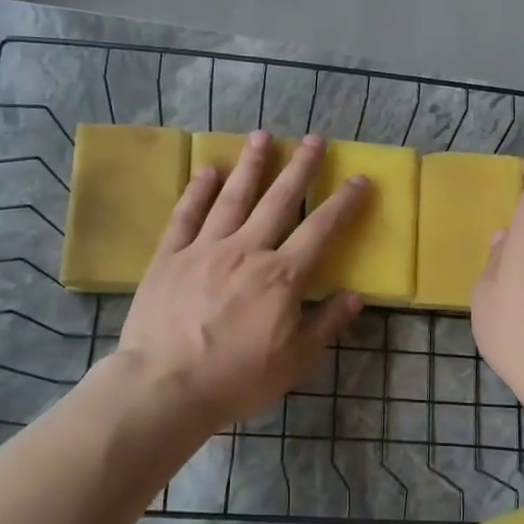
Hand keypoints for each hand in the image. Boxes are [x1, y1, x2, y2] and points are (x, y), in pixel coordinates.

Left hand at [118, 132, 365, 427]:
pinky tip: (207, 170)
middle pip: (278, 200)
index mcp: (281, 276)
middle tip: (314, 138)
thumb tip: (355, 295)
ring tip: (263, 136)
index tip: (358, 179)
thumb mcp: (295, 361)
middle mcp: (246, 251)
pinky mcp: (169, 257)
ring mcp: (204, 249)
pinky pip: (186, 216)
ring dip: (251, 165)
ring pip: (232, 197)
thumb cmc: (237, 379)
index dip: (343, 203)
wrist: (165, 387)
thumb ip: (326, 324)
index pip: (320, 229)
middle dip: (300, 167)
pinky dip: (197, 191)